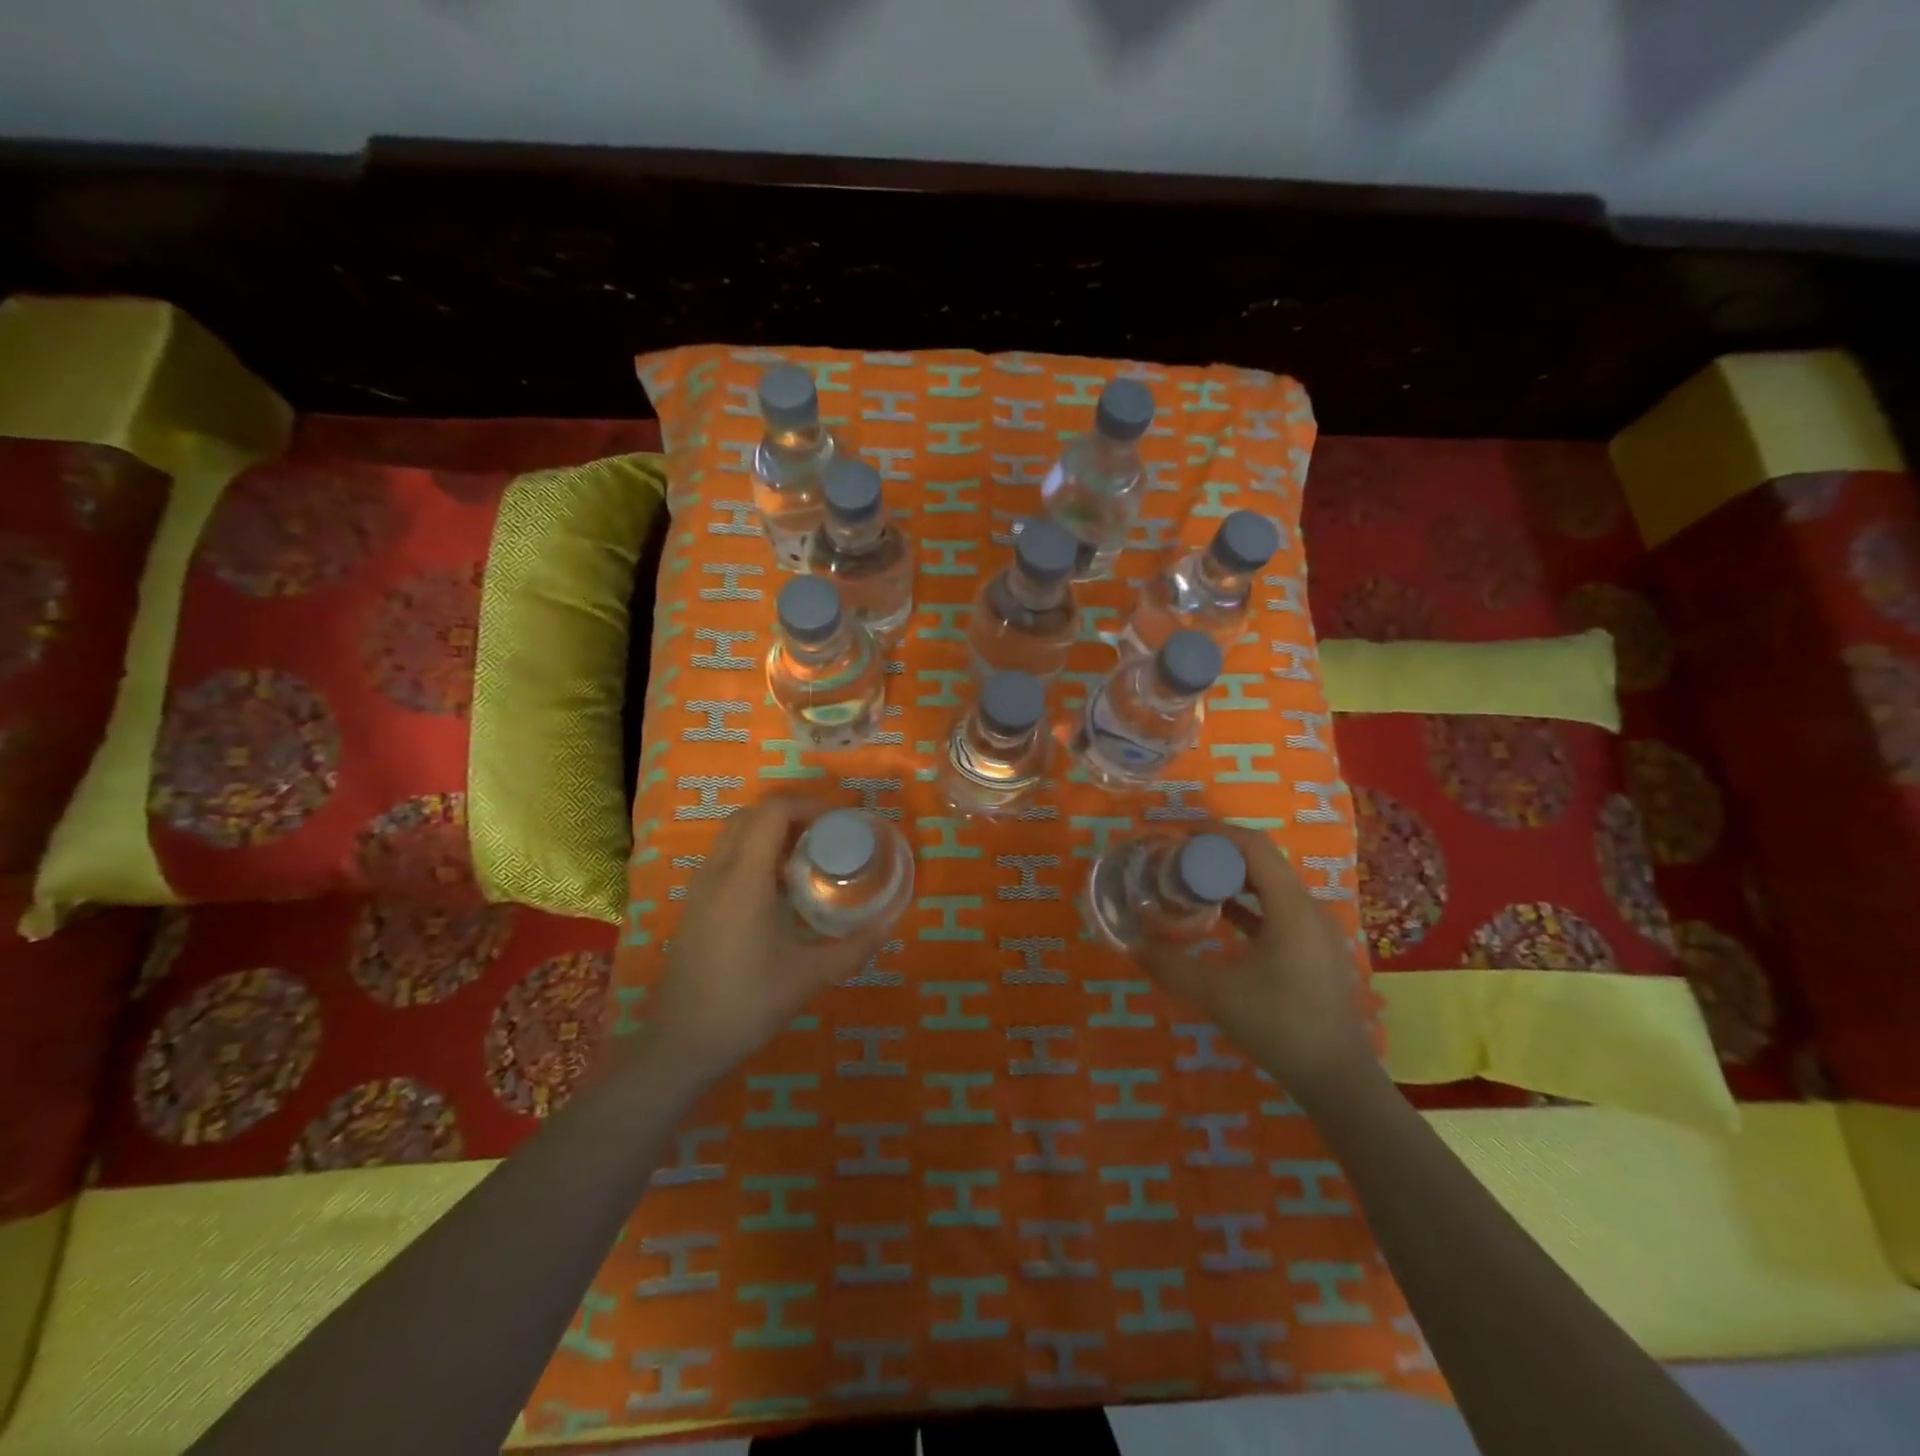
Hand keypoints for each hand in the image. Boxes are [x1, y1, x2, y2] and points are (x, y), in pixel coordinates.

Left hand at [647, 796, 894, 1081]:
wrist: (680, 1044)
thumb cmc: (746, 1004)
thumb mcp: (808, 978)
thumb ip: (853, 949)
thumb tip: (889, 925)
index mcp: (744, 879)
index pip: (773, 812)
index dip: (809, 805)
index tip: (840, 822)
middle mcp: (717, 872)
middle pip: (751, 815)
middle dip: (791, 814)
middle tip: (827, 836)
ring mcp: (700, 888)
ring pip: (734, 835)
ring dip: (770, 832)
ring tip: (807, 857)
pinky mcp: (694, 906)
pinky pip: (725, 858)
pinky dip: (753, 853)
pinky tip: (779, 889)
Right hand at [1136, 824, 1377, 1100]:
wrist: (1337, 1078)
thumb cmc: (1279, 1026)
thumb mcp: (1216, 995)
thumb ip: (1171, 965)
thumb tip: (1131, 944)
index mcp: (1290, 908)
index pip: (1253, 847)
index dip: (1215, 834)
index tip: (1177, 836)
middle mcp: (1307, 909)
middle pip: (1261, 861)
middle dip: (1217, 854)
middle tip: (1177, 860)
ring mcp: (1315, 929)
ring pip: (1269, 885)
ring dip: (1231, 877)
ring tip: (1192, 882)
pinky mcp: (1314, 949)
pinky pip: (1277, 908)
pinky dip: (1247, 902)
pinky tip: (1220, 914)